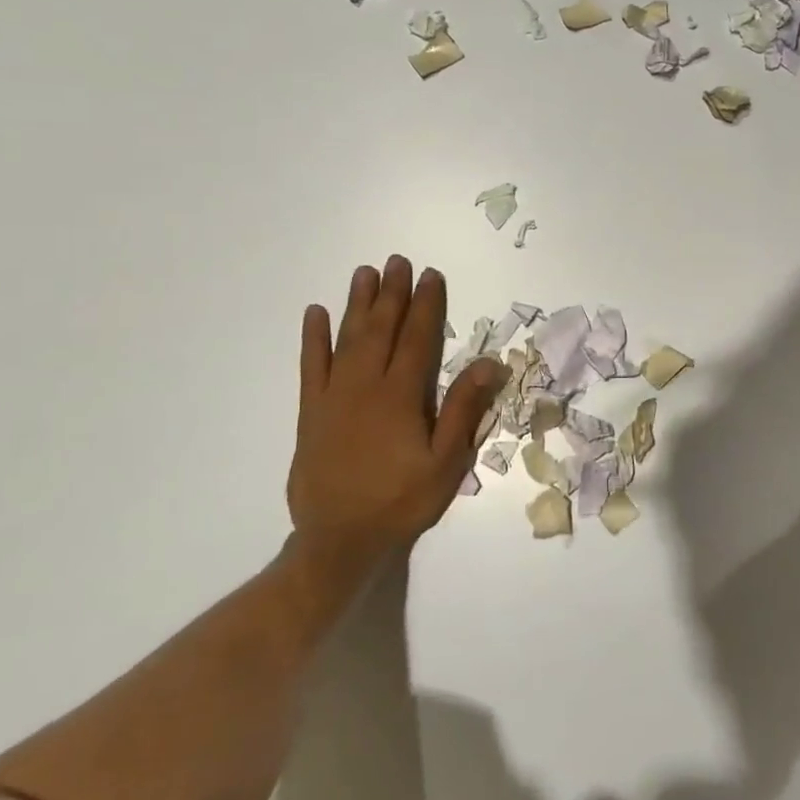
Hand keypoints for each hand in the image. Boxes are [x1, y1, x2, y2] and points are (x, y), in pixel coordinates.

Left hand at [287, 256, 508, 574]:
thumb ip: (464, 409)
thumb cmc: (401, 501)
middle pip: (381, 329)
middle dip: (392, 293)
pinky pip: (311, 365)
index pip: (417, 338)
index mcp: (400, 396)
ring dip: (357, 304)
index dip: (426, 305)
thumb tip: (489, 363)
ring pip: (347, 338)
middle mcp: (365, 386)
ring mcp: (333, 396)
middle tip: (398, 261)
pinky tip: (315, 314)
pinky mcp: (311, 412)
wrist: (339, 539)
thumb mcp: (446, 462)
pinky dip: (313, 338)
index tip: (431, 275)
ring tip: (364, 273)